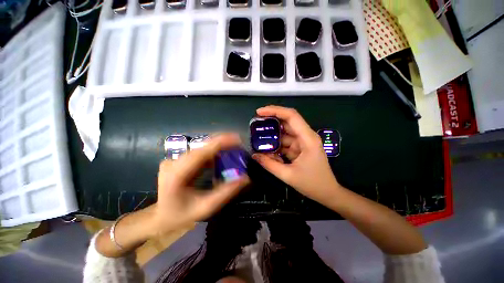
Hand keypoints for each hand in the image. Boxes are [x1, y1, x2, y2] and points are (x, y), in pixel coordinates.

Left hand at [150, 133, 249, 235]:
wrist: (160, 217)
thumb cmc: (181, 216)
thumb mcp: (206, 208)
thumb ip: (226, 192)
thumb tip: (245, 178)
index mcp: (176, 174)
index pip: (201, 152)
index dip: (220, 142)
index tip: (237, 138)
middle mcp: (174, 162)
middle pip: (202, 147)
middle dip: (223, 144)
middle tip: (240, 145)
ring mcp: (175, 159)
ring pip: (202, 148)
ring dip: (219, 147)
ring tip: (234, 150)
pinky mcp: (179, 160)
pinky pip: (199, 153)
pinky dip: (213, 153)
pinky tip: (221, 157)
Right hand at [252, 105, 341, 205]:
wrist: (327, 193)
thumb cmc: (312, 184)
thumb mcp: (287, 175)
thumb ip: (269, 164)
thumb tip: (254, 155)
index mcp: (307, 138)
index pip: (291, 116)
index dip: (275, 111)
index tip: (259, 112)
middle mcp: (306, 136)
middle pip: (287, 121)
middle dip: (271, 120)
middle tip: (256, 122)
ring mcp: (303, 142)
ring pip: (285, 133)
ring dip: (273, 135)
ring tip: (258, 137)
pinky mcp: (300, 148)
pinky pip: (286, 142)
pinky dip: (276, 145)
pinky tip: (268, 150)